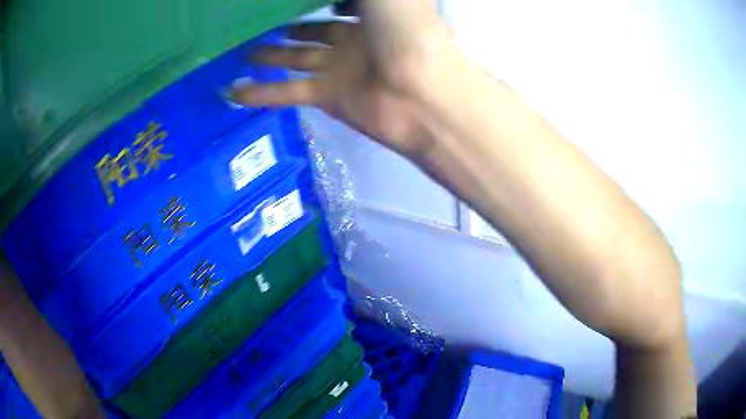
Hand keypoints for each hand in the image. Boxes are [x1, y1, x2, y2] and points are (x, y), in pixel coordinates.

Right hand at [233, 0, 451, 156]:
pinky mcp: (329, 97)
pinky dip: (261, 93)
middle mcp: (355, 37)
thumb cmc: (405, 29)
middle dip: (284, 28)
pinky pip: (288, 92)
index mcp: (371, 12)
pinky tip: (232, 91)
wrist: (422, 92)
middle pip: (312, 30)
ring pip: (295, 59)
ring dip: (268, 57)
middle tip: (254, 26)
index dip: (311, 3)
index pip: (338, 4)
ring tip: (239, 53)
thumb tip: (326, 0)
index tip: (282, 4)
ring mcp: (341, 69)